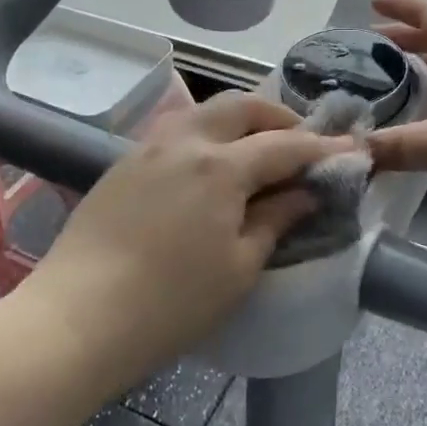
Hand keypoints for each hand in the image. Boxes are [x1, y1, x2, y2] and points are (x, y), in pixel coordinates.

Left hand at [23, 93, 348, 393]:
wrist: (75, 318)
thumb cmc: (170, 303)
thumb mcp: (239, 269)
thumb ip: (276, 221)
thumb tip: (305, 193)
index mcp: (221, 166)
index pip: (285, 144)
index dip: (322, 147)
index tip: (352, 150)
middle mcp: (186, 140)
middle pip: (242, 106)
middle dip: (279, 117)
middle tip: (301, 142)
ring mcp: (149, 147)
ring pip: (205, 111)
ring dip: (240, 119)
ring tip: (257, 148)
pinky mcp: (123, 163)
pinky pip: (177, 130)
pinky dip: (207, 133)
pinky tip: (210, 165)